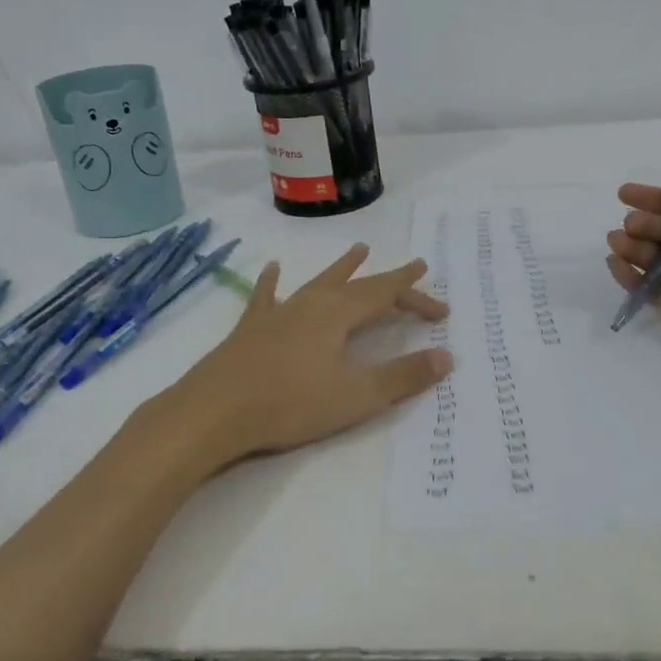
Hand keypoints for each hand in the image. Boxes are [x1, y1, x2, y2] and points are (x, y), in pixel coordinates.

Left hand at [157, 244, 452, 463]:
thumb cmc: (290, 405)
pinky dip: (273, 282)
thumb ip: (402, 376)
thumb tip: (446, 356)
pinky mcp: (251, 328)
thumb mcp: (356, 396)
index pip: (387, 296)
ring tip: (360, 248)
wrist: (214, 412)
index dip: (417, 298)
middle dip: (390, 279)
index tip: (442, 310)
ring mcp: (278, 312)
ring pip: (319, 282)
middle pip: (359, 285)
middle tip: (416, 265)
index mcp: (338, 315)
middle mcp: (311, 303)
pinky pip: (267, 296)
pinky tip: (272, 269)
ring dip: (342, 268)